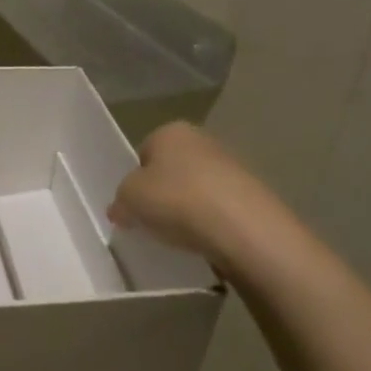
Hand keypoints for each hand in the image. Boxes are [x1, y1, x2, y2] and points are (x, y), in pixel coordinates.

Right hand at [108, 122, 275, 269]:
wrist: (241, 227)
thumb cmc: (175, 199)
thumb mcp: (127, 199)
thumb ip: (119, 201)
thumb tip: (121, 209)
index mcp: (170, 132)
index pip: (143, 153)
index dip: (133, 180)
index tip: (132, 205)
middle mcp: (202, 140)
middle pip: (170, 170)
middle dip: (160, 193)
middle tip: (150, 220)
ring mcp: (232, 165)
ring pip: (195, 189)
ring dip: (185, 208)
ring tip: (178, 234)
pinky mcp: (251, 194)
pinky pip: (217, 207)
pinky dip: (208, 222)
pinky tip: (203, 239)